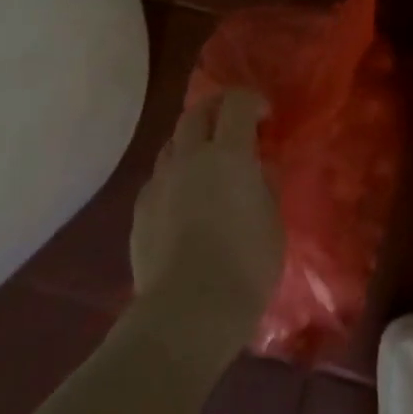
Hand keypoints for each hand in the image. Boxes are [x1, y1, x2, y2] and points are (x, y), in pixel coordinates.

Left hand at [130, 90, 284, 338]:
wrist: (187, 312)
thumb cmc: (245, 265)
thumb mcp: (272, 223)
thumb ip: (266, 186)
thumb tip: (260, 168)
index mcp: (228, 154)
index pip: (236, 103)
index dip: (252, 101)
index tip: (265, 116)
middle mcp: (189, 158)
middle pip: (196, 113)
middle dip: (217, 109)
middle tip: (234, 125)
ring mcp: (159, 183)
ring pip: (172, 143)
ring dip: (192, 141)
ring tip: (208, 163)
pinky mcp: (140, 210)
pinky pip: (159, 178)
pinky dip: (175, 175)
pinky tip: (185, 200)